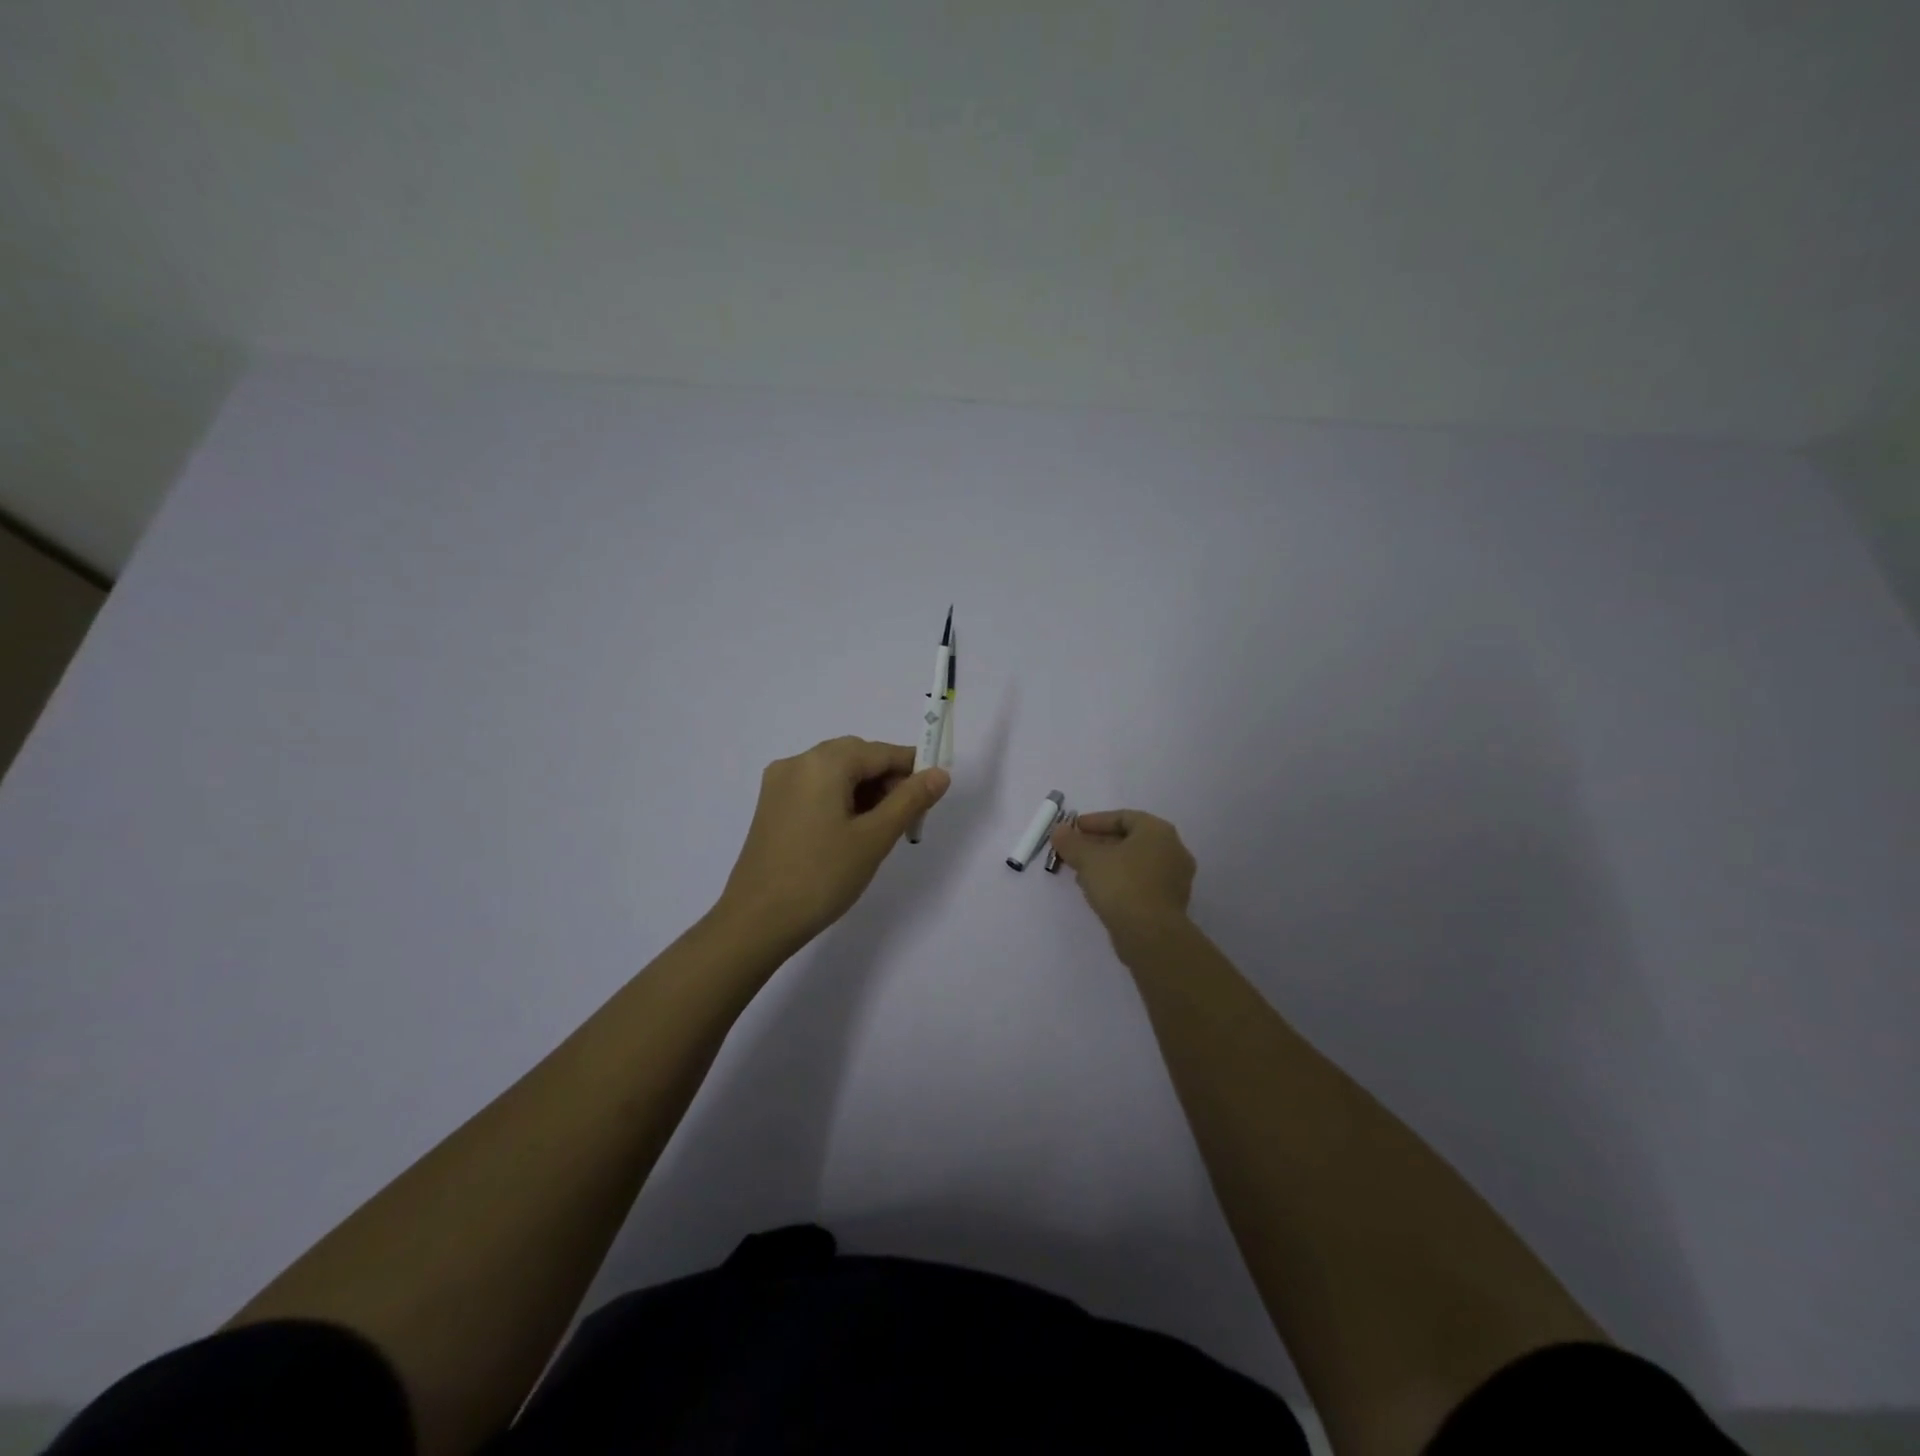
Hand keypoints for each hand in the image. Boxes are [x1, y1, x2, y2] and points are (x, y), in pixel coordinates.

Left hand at [715, 736, 950, 951]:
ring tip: (881, 830)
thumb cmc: (821, 876)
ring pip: (836, 773)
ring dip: (865, 791)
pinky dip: (840, 800)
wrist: (756, 921)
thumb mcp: (874, 838)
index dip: (912, 769)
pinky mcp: (771, 806)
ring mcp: (779, 784)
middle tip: (908, 819)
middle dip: (888, 780)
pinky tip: (851, 832)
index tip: (933, 796)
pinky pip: (816, 788)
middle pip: (856, 757)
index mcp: (823, 762)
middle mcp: (798, 762)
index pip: (881, 752)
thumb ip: (910, 800)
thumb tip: (940, 774)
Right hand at [1048, 809, 1195, 937]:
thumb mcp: (1088, 859)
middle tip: (1075, 850)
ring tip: (1082, 872)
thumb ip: (1071, 842)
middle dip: (1099, 844)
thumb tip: (1059, 831)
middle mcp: (1173, 850)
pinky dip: (1121, 881)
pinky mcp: (1171, 902)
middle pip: (1130, 840)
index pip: (1123, 817)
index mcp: (1158, 831)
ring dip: (1108, 864)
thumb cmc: (1121, 885)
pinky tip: (1100, 891)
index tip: (1073, 829)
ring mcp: (1175, 878)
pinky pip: (1142, 882)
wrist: (1150, 935)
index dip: (1095, 821)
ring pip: (1135, 863)